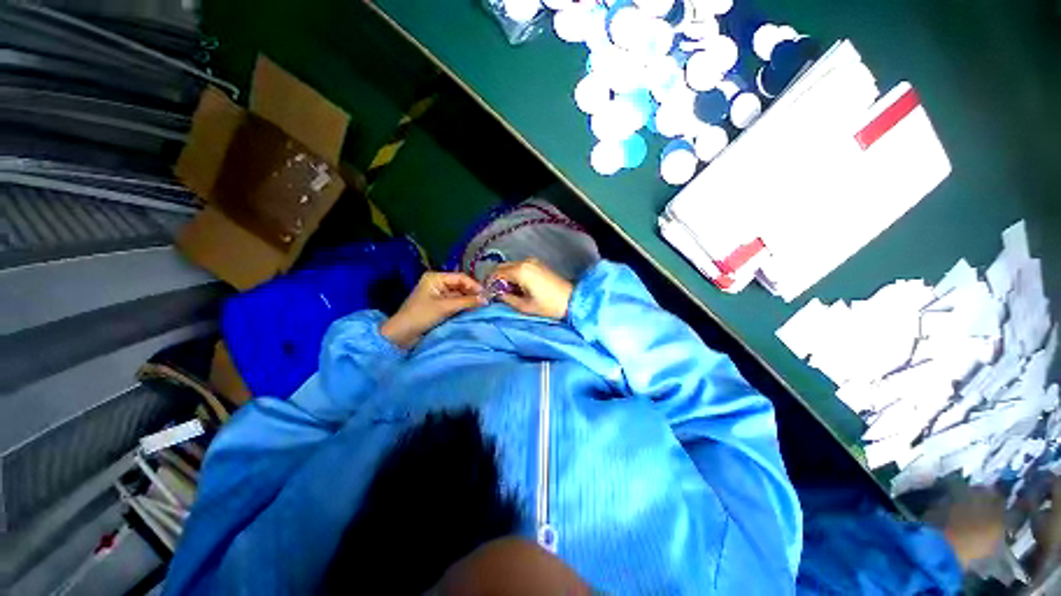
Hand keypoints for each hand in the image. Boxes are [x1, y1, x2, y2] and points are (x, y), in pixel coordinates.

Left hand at [381, 272, 484, 347]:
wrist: (402, 335)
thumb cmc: (421, 315)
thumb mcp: (445, 307)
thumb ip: (467, 302)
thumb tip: (486, 300)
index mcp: (436, 278)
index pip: (460, 278)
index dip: (474, 285)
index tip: (486, 295)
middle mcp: (438, 283)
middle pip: (461, 286)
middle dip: (473, 293)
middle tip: (486, 302)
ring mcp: (438, 295)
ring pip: (459, 295)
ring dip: (469, 301)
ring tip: (481, 306)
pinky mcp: (439, 306)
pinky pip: (455, 303)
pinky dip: (463, 306)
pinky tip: (472, 310)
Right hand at [489, 259, 573, 320]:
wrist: (572, 300)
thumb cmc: (548, 305)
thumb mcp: (525, 306)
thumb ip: (507, 298)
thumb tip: (498, 294)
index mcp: (520, 271)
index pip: (497, 273)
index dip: (491, 283)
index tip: (490, 293)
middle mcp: (525, 262)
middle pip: (503, 267)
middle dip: (498, 278)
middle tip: (499, 293)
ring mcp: (533, 261)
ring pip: (511, 266)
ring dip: (507, 276)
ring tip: (510, 291)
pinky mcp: (538, 264)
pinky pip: (520, 266)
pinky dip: (515, 274)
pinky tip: (519, 286)